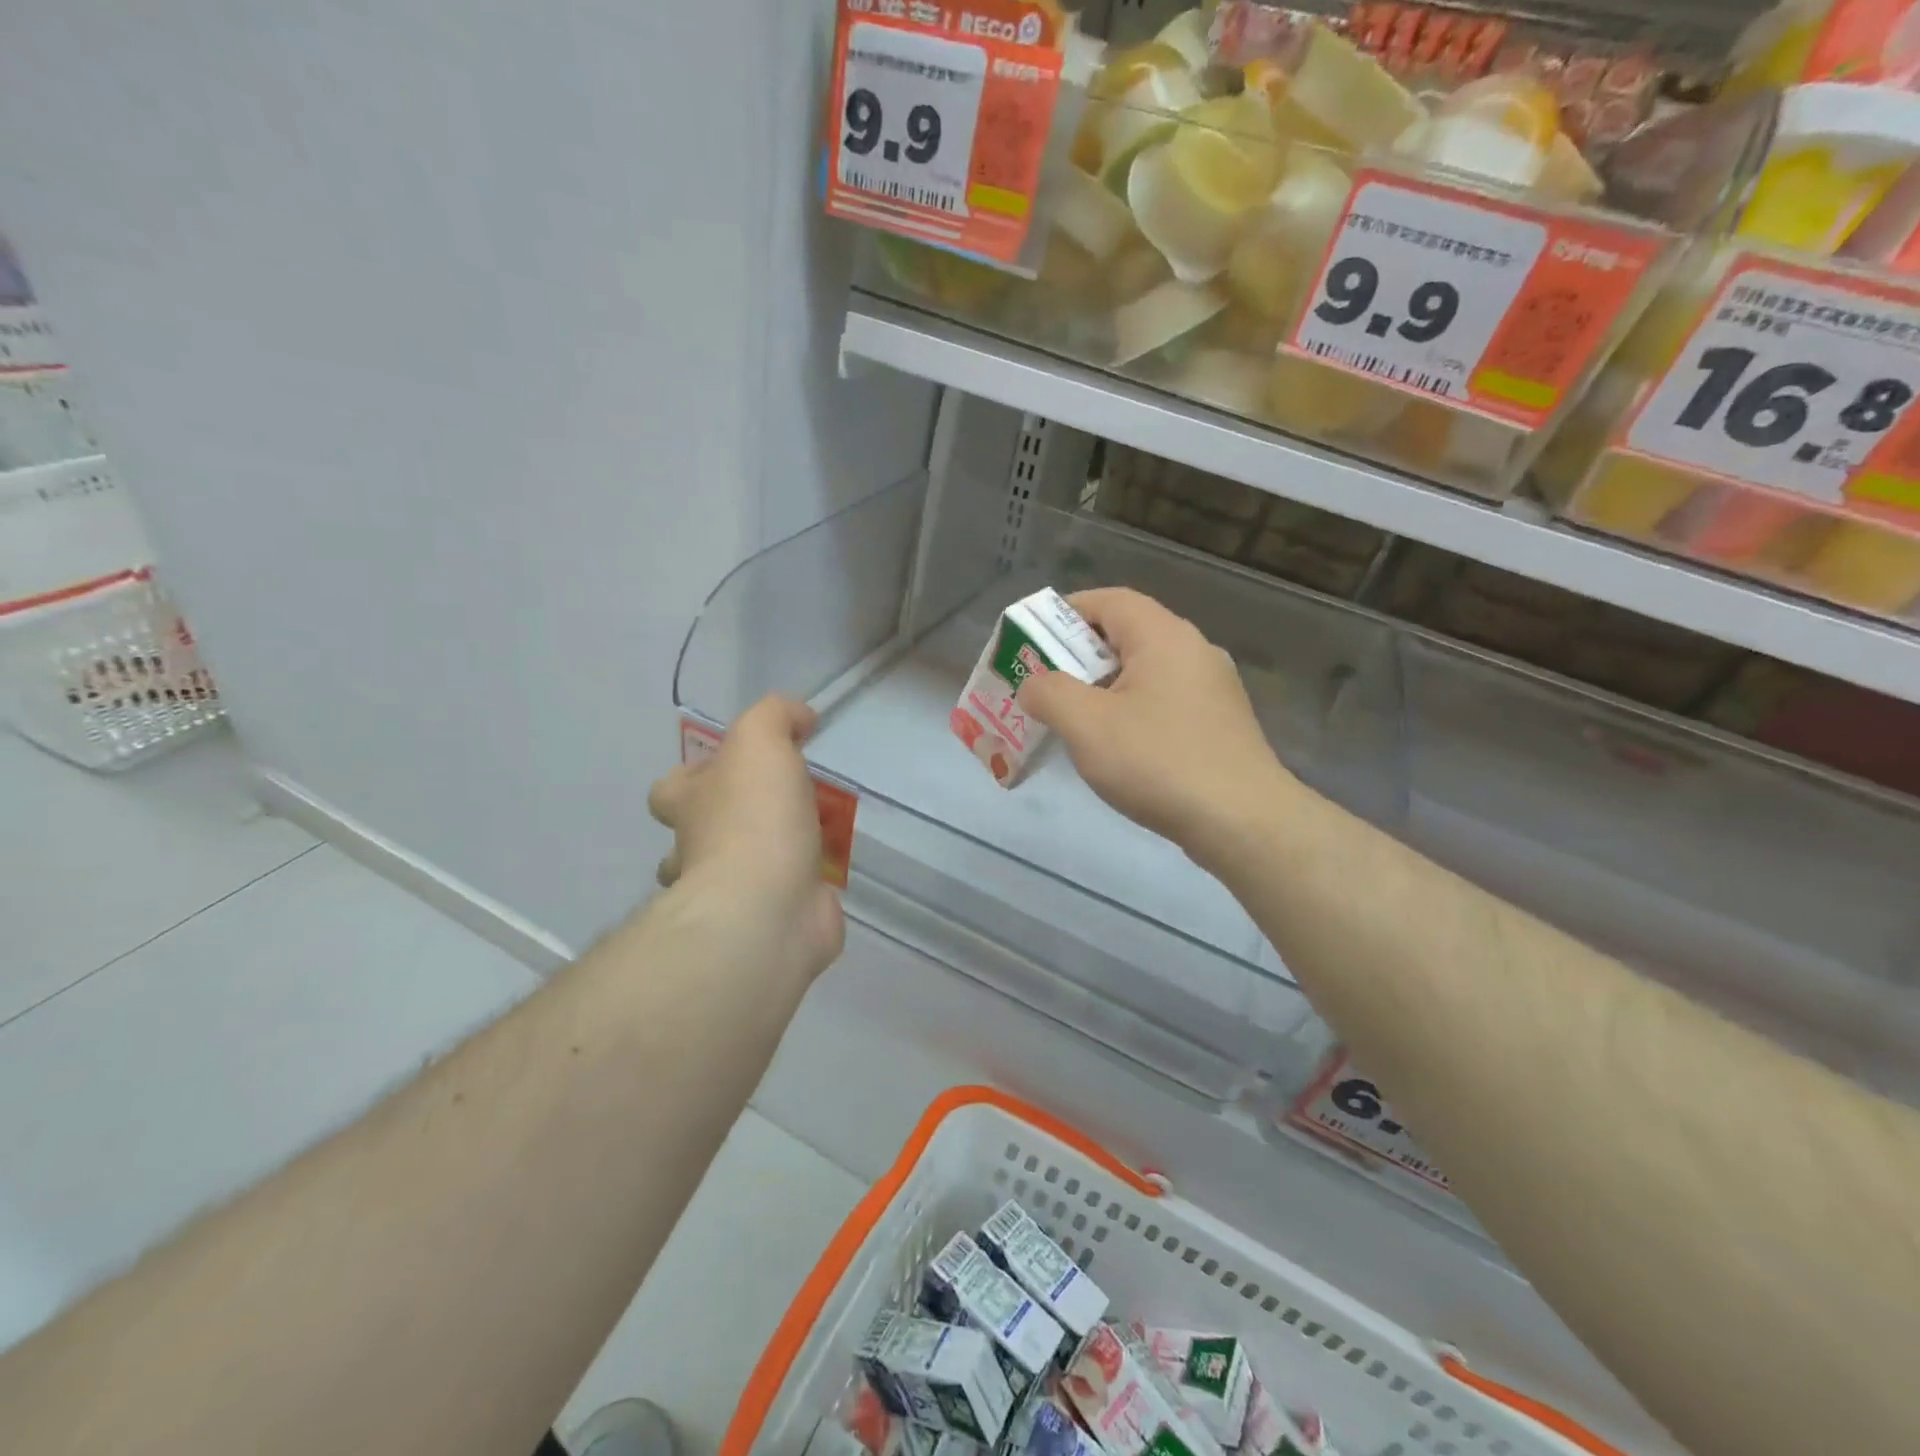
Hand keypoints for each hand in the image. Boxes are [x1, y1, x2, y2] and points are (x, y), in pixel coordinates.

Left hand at [647, 696, 844, 982]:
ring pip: (737, 872)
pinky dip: (802, 887)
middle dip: (729, 823)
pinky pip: (784, 898)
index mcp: (689, 805)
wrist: (769, 906)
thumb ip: (776, 717)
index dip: (696, 775)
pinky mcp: (772, 920)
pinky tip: (830, 870)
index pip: (671, 789)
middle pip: (698, 835)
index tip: (736, 767)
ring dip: (767, 857)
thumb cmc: (755, 817)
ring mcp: (731, 893)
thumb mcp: (760, 741)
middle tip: (779, 806)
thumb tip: (800, 717)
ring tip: (809, 837)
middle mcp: (699, 850)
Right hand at [1018, 588, 1294, 863]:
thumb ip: (1049, 693)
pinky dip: (1132, 710)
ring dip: (1104, 687)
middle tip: (1045, 685)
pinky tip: (1118, 748)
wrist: (1242, 822)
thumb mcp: (1087, 725)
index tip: (1032, 642)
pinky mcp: (1220, 723)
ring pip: (1145, 671)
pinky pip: (1164, 701)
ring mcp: (1213, 688)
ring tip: (1074, 720)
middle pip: (1126, 634)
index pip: (1109, 600)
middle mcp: (1193, 650)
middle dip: (1079, 656)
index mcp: (1163, 636)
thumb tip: (1033, 684)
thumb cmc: (1159, 762)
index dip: (1065, 613)